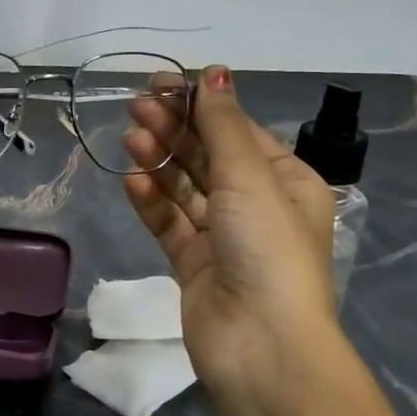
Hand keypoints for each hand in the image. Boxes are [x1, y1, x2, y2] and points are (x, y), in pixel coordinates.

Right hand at [121, 66, 344, 403]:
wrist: (261, 345)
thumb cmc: (267, 248)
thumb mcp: (250, 177)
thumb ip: (223, 125)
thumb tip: (214, 70)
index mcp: (285, 181)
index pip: (237, 130)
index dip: (200, 104)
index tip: (160, 84)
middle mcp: (255, 205)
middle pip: (207, 155)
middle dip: (174, 128)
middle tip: (136, 107)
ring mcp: (223, 236)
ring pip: (185, 187)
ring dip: (160, 160)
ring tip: (131, 137)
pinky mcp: (193, 263)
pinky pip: (169, 222)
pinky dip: (151, 200)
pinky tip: (132, 180)